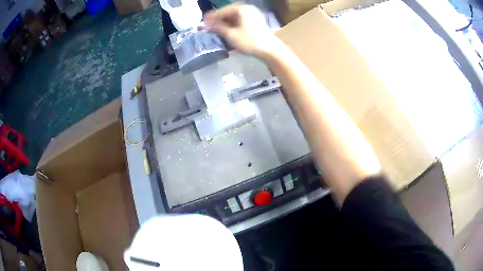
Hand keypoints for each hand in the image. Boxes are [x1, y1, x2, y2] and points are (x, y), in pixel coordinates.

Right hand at [204, 3, 281, 58]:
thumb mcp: (231, 34)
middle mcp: (248, 9)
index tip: (203, 21)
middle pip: (230, 13)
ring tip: (216, 29)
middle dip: (219, 19)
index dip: (213, 16)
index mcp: (242, 9)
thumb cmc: (249, 41)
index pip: (223, 10)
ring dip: (226, 23)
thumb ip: (218, 27)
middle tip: (209, 25)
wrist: (270, 50)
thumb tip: (208, 24)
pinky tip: (227, 31)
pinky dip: (233, 26)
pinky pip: (241, 21)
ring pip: (235, 18)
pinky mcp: (257, 23)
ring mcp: (254, 16)